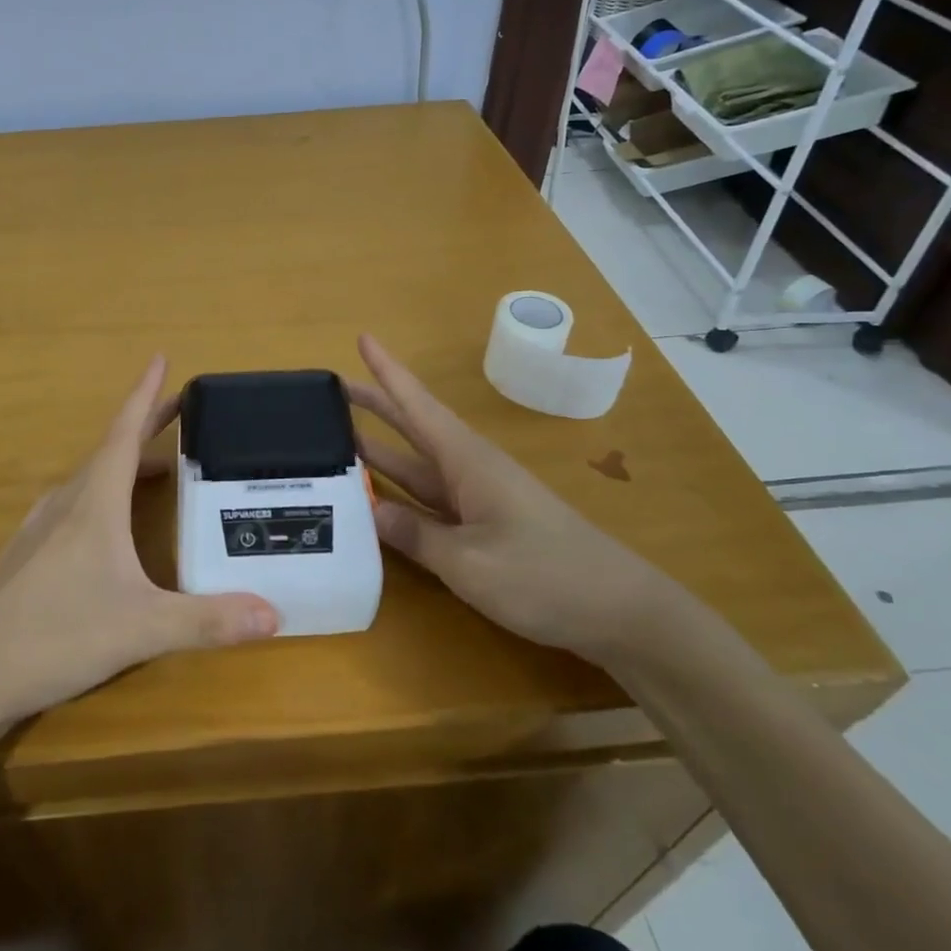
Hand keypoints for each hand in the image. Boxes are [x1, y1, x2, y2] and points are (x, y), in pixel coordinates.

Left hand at [0, 357, 278, 727]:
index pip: (124, 432)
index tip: (159, 358)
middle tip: (182, 412)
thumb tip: (275, 614)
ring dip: (126, 465)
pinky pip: (73, 506)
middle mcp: (66, 503)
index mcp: (94, 502)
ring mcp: (40, 528)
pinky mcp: (27, 554)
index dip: (144, 395)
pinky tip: (107, 524)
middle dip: (147, 426)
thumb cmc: (59, 635)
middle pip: (111, 450)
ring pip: (90, 480)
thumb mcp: (143, 629)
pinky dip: (102, 496)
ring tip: (159, 470)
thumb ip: (208, 620)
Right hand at [348, 334, 676, 660]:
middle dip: (375, 405)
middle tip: (330, 391)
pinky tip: (372, 501)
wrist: (619, 612)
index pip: (417, 405)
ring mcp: (476, 499)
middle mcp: (467, 470)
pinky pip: (427, 500)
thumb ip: (415, 535)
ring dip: (379, 451)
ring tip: (336, 438)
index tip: (362, 338)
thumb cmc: (545, 576)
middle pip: (413, 427)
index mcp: (467, 461)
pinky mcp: (481, 527)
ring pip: (416, 465)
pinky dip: (397, 495)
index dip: (388, 372)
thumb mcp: (470, 562)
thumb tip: (367, 510)